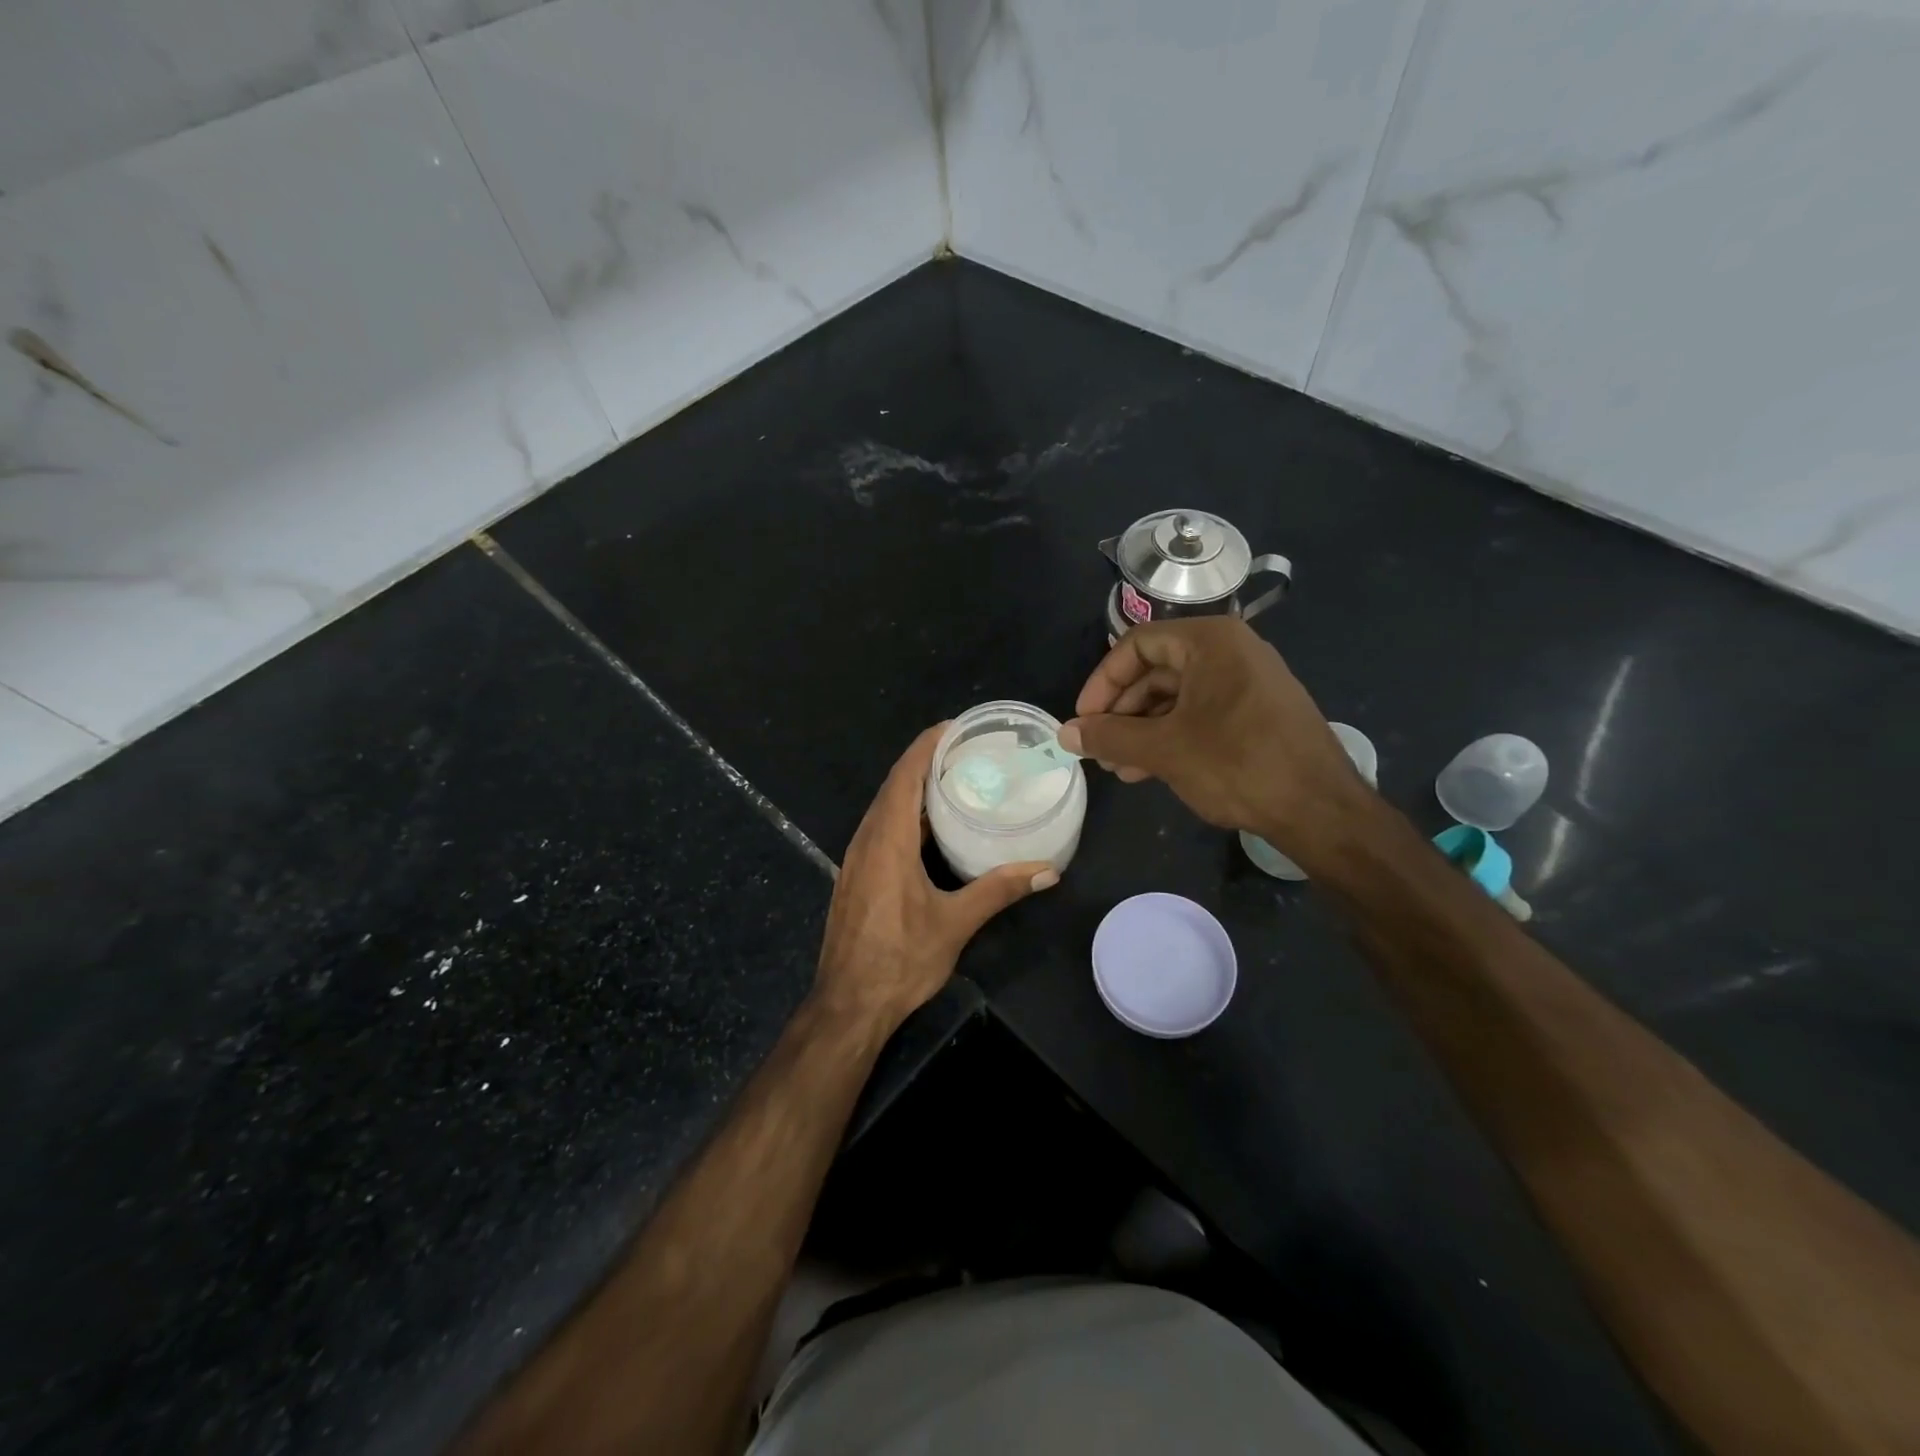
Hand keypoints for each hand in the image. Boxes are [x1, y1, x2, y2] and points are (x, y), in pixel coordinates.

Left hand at [815, 725, 1058, 1029]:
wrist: (848, 1005)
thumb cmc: (900, 960)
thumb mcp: (954, 923)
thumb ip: (998, 891)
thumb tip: (1047, 871)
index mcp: (887, 841)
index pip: (904, 776)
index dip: (926, 746)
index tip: (954, 727)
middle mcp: (866, 840)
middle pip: (893, 786)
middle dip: (924, 761)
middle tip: (966, 751)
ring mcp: (856, 859)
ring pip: (884, 807)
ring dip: (913, 787)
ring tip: (953, 778)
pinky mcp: (856, 876)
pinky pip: (880, 828)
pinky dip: (905, 813)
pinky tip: (930, 825)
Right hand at [1058, 618, 1370, 856]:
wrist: (1321, 809)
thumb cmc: (1237, 763)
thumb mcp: (1164, 749)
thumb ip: (1109, 736)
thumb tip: (1065, 732)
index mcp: (1210, 641)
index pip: (1136, 645)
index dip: (1102, 682)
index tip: (1084, 719)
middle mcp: (1231, 651)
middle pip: (1155, 671)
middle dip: (1121, 713)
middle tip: (1099, 749)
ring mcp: (1248, 682)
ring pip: (1176, 698)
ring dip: (1142, 730)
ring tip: (1119, 767)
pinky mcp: (1257, 712)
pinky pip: (1201, 714)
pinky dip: (1171, 737)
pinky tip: (1149, 770)